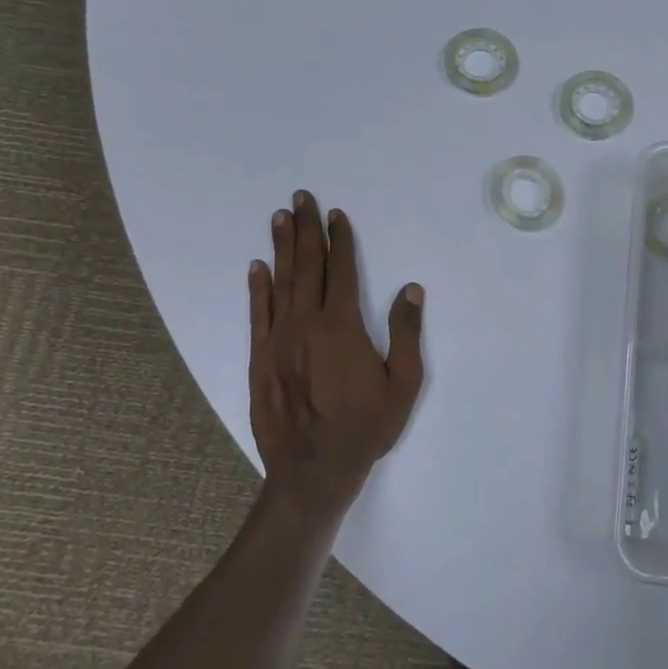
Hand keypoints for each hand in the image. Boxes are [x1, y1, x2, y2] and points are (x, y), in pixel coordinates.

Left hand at [248, 191, 424, 520]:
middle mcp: (307, 324)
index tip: (336, 215)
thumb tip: (410, 288)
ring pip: (281, 283)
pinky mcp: (260, 358)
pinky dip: (257, 288)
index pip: (341, 271)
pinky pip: (258, 314)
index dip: (340, 240)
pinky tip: (257, 267)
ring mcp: (278, 340)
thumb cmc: (366, 427)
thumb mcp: (404, 384)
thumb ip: (406, 333)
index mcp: (342, 326)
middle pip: (307, 267)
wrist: (313, 470)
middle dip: (305, 229)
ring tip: (279, 216)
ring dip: (281, 247)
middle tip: (301, 198)